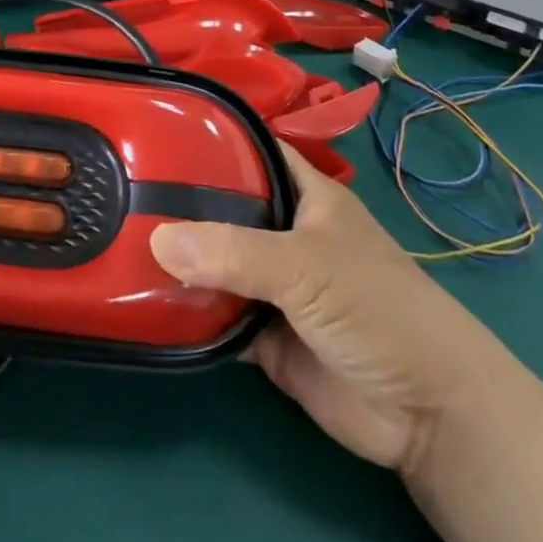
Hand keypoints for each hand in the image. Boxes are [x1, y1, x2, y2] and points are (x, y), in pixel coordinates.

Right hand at [150, 146, 501, 476]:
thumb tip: (156, 239)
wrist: (427, 414)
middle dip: (181, 200)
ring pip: (215, 262)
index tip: (156, 127)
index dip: (211, 136)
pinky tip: (141, 297)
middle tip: (122, 186)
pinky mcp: (263, 335)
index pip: (252, 150)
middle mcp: (283, 233)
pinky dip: (186, 311)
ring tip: (116, 235)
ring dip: (178, 258)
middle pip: (225, 207)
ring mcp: (272, 285)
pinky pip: (215, 315)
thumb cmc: (377, 307)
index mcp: (304, 195)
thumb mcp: (306, 265)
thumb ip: (234, 252)